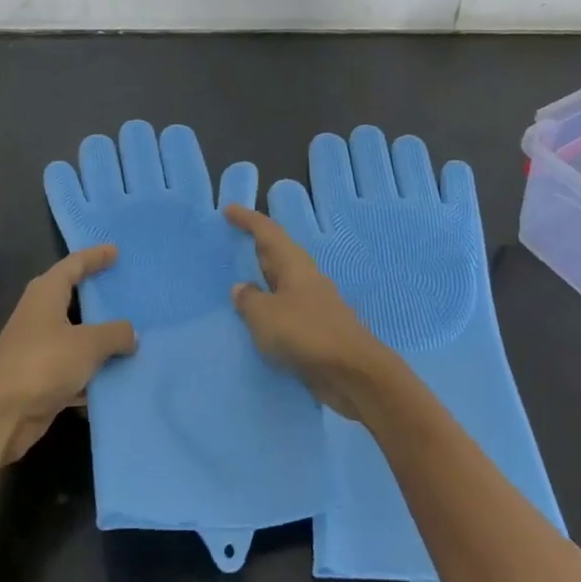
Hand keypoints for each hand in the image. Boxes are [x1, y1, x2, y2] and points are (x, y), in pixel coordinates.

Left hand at [0, 245, 137, 463]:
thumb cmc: (42, 363)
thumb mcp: (88, 344)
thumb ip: (115, 334)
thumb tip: (131, 334)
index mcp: (47, 293)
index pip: (74, 264)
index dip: (95, 256)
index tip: (116, 251)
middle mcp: (41, 315)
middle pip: (74, 299)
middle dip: (100, 297)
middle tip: (127, 291)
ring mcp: (39, 348)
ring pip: (77, 336)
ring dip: (101, 339)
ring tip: (134, 334)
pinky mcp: (40, 379)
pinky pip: (75, 369)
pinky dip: (93, 371)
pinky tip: (118, 378)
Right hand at [225, 205, 391, 419]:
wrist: (352, 372)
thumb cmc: (305, 333)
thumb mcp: (265, 315)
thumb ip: (248, 299)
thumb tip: (241, 288)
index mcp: (293, 264)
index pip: (267, 232)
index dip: (247, 219)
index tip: (228, 210)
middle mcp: (305, 277)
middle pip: (277, 254)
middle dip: (255, 247)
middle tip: (230, 243)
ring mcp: (313, 303)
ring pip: (282, 283)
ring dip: (263, 280)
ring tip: (239, 284)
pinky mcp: (316, 328)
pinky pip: (286, 309)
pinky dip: (270, 308)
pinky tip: (259, 321)